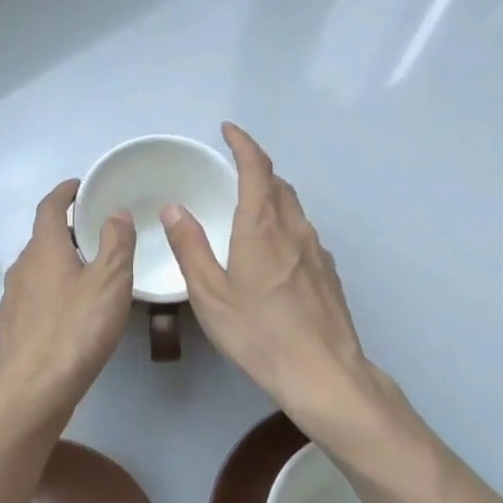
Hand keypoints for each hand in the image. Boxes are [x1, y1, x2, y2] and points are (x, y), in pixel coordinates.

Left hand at [0, 180, 134, 416]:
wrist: (34, 390)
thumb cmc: (77, 329)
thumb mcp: (110, 281)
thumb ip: (116, 242)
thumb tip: (115, 212)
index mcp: (43, 249)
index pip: (49, 207)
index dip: (64, 192)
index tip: (80, 186)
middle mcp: (21, 267)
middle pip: (42, 238)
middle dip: (66, 231)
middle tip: (95, 233)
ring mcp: (12, 298)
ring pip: (37, 269)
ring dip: (59, 263)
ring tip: (87, 274)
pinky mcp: (11, 327)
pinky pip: (33, 297)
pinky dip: (51, 291)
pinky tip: (68, 312)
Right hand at [161, 124, 386, 426]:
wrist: (322, 372)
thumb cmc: (258, 332)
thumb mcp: (210, 293)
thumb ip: (190, 247)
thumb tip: (174, 208)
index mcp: (262, 227)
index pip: (257, 168)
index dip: (243, 143)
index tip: (228, 129)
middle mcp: (295, 229)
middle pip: (279, 184)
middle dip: (257, 168)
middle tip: (233, 169)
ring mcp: (318, 251)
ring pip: (294, 209)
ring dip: (272, 197)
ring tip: (250, 208)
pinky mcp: (328, 273)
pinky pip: (303, 234)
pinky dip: (285, 226)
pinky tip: (273, 253)